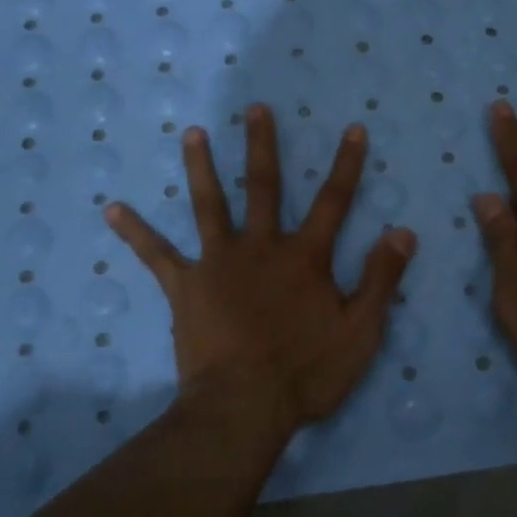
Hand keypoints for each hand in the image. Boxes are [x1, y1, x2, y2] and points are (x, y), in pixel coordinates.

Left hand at [107, 103, 416, 433]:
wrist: (243, 408)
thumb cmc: (307, 373)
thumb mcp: (361, 331)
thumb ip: (381, 279)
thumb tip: (403, 231)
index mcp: (305, 257)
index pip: (335, 200)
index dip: (347, 164)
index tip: (353, 127)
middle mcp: (261, 247)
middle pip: (264, 187)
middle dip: (262, 145)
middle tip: (254, 108)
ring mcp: (218, 263)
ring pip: (209, 205)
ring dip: (201, 167)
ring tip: (191, 133)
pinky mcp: (185, 287)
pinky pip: (156, 255)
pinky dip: (135, 231)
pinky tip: (112, 209)